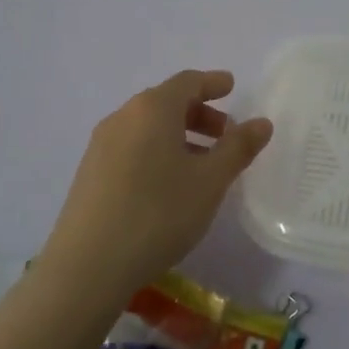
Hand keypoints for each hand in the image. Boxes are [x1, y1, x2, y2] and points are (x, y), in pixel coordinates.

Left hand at [41, 70, 272, 306]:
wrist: (87, 266)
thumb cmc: (158, 213)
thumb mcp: (210, 181)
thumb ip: (238, 148)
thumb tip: (261, 123)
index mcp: (153, 109)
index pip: (187, 82)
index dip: (212, 83)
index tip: (231, 86)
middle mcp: (123, 117)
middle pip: (166, 102)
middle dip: (200, 113)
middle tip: (226, 135)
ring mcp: (101, 145)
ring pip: (148, 127)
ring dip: (179, 136)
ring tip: (202, 166)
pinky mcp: (90, 173)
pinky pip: (132, 148)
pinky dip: (158, 152)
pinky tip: (169, 186)